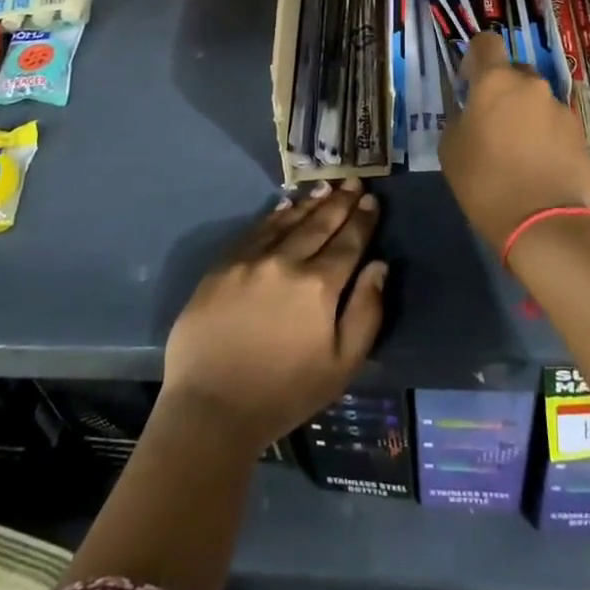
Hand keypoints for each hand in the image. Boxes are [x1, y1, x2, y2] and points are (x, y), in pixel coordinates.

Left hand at [162, 183, 386, 450]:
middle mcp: (286, 261)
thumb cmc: (284, 393)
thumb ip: (366, 312)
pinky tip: (285, 205)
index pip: (348, 242)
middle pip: (320, 224)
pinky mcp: (223, 265)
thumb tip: (379, 266)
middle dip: (340, 202)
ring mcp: (251, 260)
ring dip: (310, 203)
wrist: (211, 408)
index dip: (362, 220)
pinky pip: (255, 230)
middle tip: (354, 181)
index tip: (372, 201)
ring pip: (288, 221)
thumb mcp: (341, 365)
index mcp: (319, 286)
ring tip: (326, 187)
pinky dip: (275, 215)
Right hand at [440, 31, 589, 253]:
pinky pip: (556, 123)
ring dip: (526, 114)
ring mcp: (560, 108)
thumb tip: (472, 113)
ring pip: (537, 100)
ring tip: (520, 151)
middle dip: (503, 90)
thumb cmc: (484, 182)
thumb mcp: (451, 148)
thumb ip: (460, 118)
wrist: (542, 222)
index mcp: (495, 81)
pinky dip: (546, 135)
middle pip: (514, 72)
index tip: (469, 83)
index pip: (486, 43)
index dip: (475, 57)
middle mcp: (532, 85)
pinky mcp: (580, 132)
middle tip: (494, 123)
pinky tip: (540, 164)